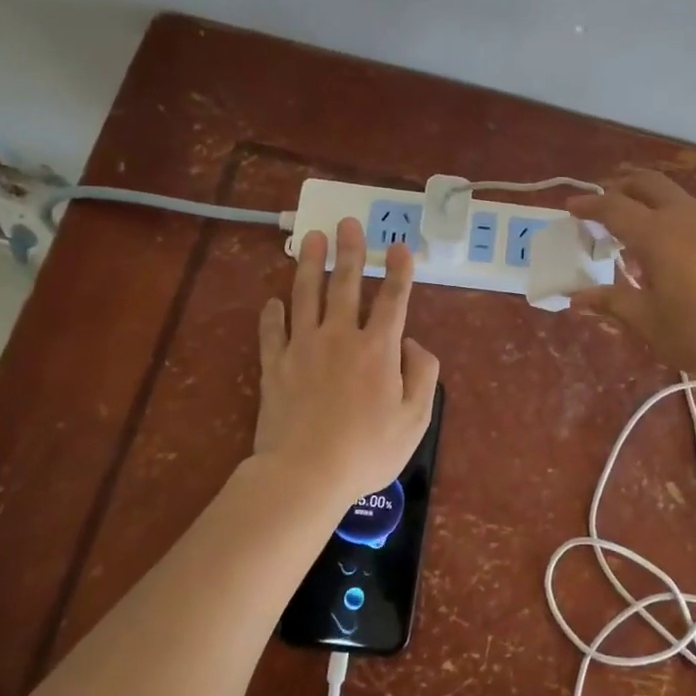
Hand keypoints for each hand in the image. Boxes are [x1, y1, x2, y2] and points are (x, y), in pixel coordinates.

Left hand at [254, 217, 440, 504]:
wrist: (305, 473)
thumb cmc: (368, 450)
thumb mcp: (416, 418)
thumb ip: (422, 374)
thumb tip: (412, 342)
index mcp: (378, 348)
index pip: (392, 299)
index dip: (398, 270)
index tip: (399, 246)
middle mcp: (340, 337)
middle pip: (345, 284)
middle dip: (350, 251)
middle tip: (347, 222)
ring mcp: (303, 348)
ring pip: (305, 295)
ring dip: (310, 264)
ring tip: (312, 238)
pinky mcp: (274, 366)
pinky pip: (272, 332)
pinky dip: (273, 314)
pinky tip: (274, 301)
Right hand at [567, 170, 695, 385]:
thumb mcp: (651, 324)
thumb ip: (612, 303)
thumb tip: (576, 297)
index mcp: (658, 236)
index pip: (614, 207)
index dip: (590, 205)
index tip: (573, 208)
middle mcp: (689, 217)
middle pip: (649, 184)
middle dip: (623, 186)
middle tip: (607, 203)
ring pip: (681, 201)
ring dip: (656, 208)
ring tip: (648, 239)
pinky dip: (685, 225)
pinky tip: (691, 257)